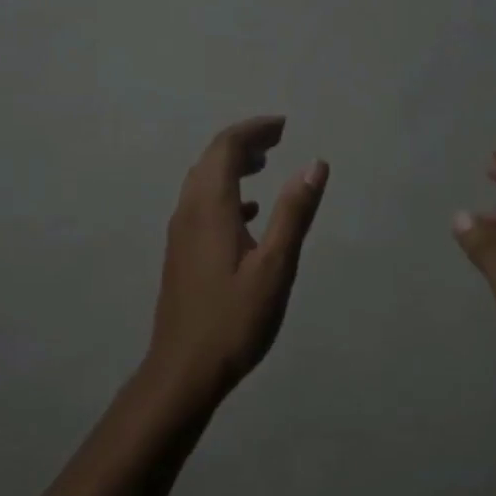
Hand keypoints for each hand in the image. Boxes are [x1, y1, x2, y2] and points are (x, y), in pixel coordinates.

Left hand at [147, 116, 328, 407]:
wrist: (183, 370)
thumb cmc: (233, 319)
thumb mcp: (275, 266)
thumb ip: (294, 213)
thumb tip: (315, 164)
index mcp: (210, 207)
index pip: (226, 147)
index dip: (254, 130)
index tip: (283, 125)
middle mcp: (189, 211)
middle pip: (211, 159)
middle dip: (243, 142)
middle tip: (278, 139)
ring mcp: (181, 232)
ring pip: (204, 181)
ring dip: (232, 165)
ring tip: (265, 164)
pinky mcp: (181, 252)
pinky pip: (202, 205)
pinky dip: (227, 194)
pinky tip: (249, 213)